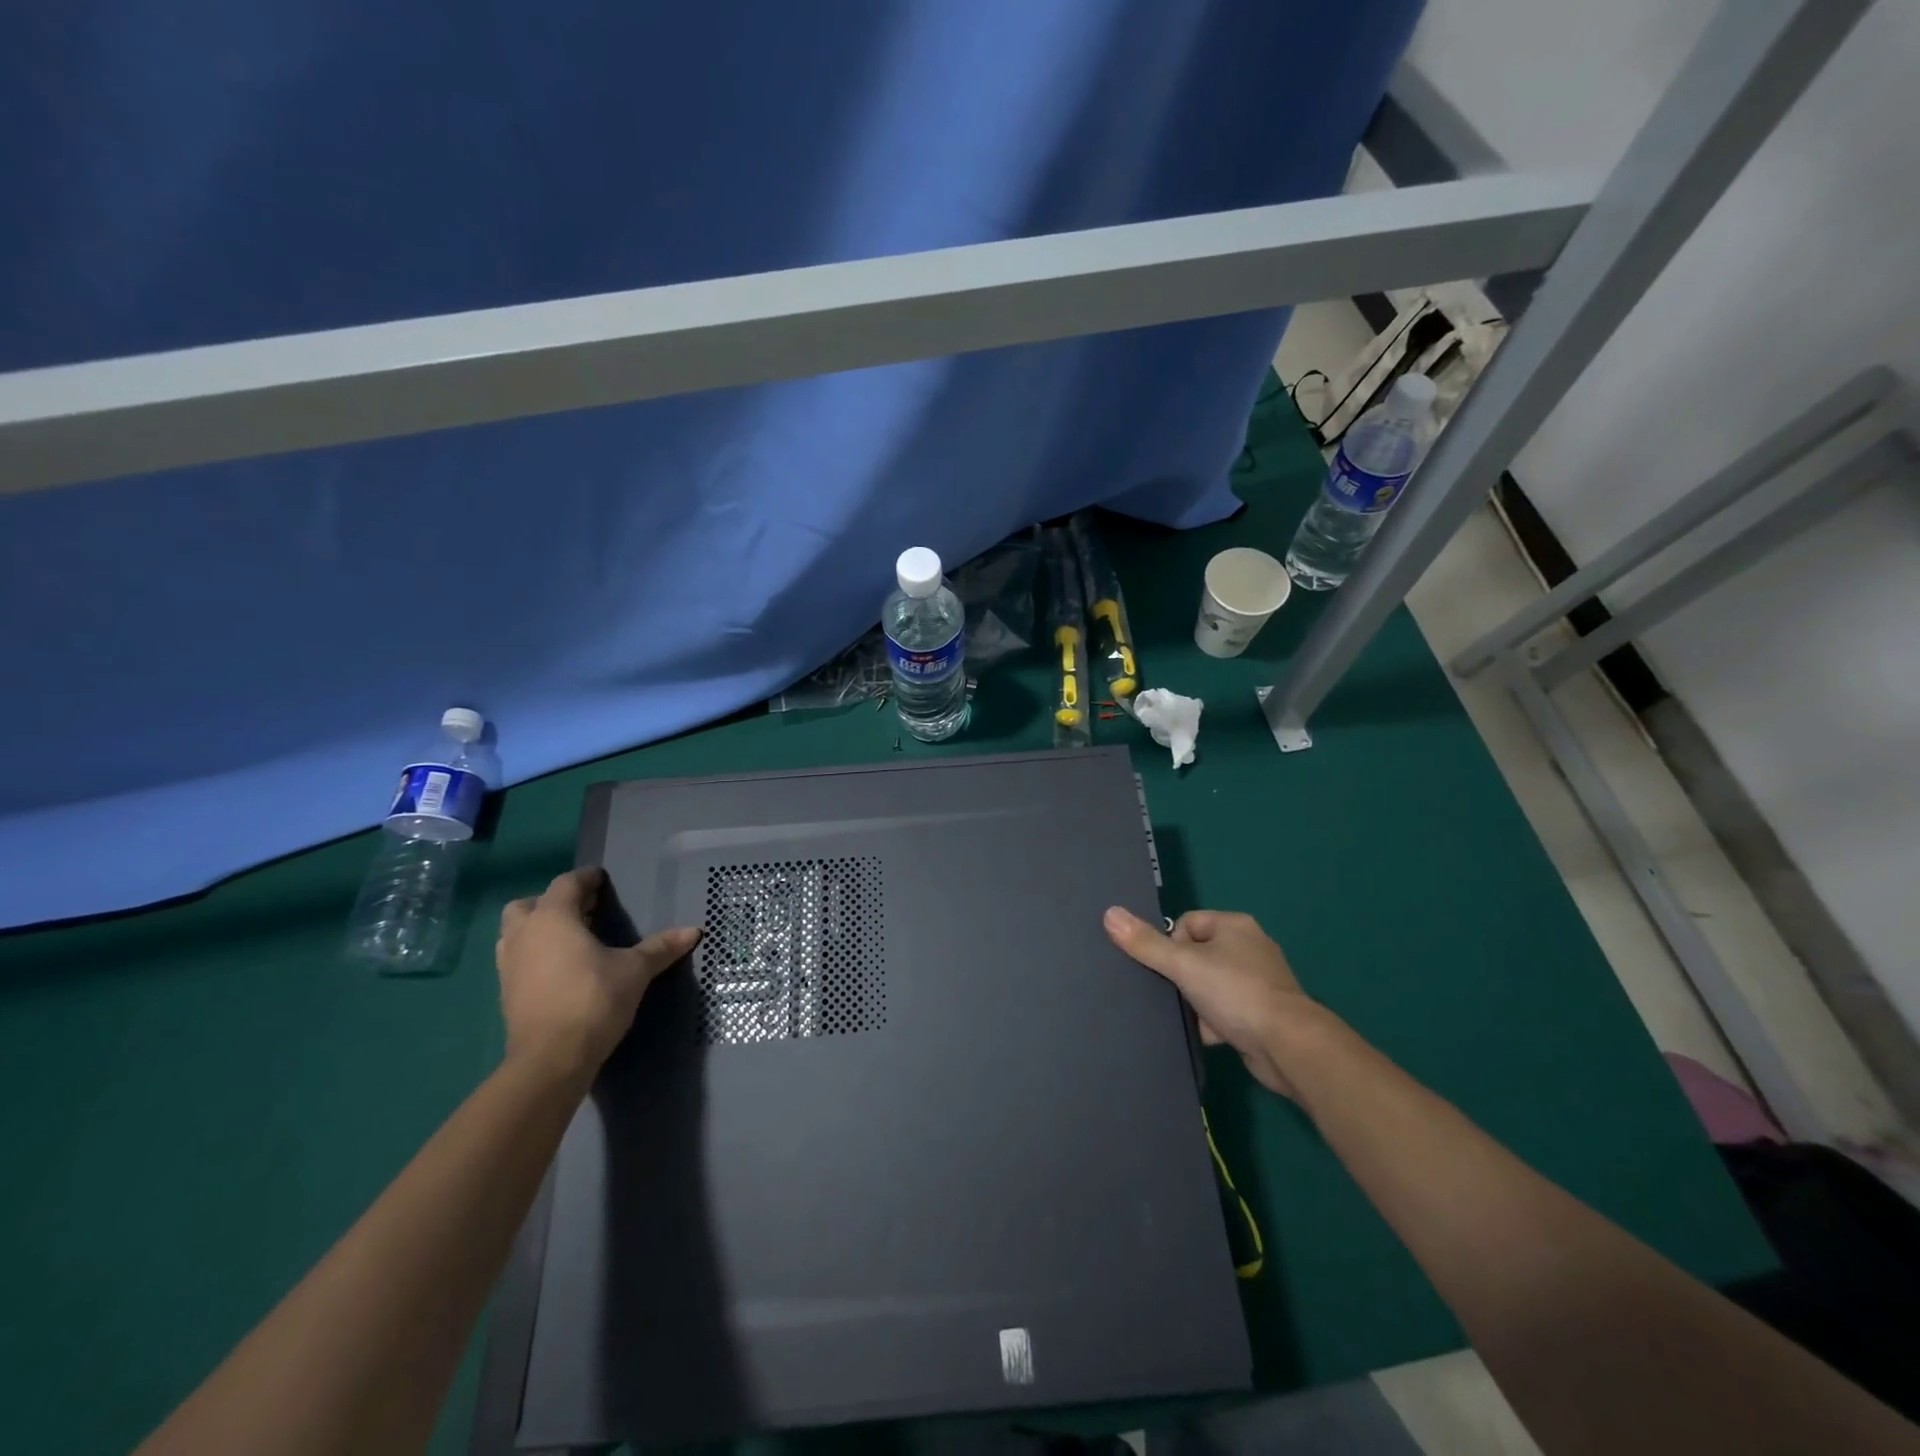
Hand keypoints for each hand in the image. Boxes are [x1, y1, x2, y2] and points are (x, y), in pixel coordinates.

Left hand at [496, 868, 700, 1085]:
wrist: (550, 1059)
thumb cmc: (593, 999)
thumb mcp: (635, 971)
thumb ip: (660, 948)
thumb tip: (694, 931)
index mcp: (553, 918)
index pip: (566, 884)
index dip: (586, 878)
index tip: (603, 879)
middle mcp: (524, 935)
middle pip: (529, 905)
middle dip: (553, 903)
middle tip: (584, 911)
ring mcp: (509, 965)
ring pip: (516, 933)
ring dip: (539, 930)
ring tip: (571, 939)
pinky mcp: (506, 993)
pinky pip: (517, 960)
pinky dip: (535, 956)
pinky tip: (561, 970)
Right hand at [1104, 906, 1319, 1098]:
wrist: (1287, 1046)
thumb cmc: (1235, 992)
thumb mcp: (1183, 964)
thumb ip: (1145, 943)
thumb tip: (1110, 913)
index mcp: (1235, 925)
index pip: (1187, 923)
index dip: (1171, 944)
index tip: (1169, 969)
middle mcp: (1250, 947)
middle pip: (1197, 954)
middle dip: (1182, 976)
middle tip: (1172, 993)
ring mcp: (1259, 981)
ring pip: (1210, 984)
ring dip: (1196, 1001)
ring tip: (1188, 1016)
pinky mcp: (1263, 1013)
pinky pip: (1226, 1010)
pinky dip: (1214, 1022)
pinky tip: (1205, 1035)